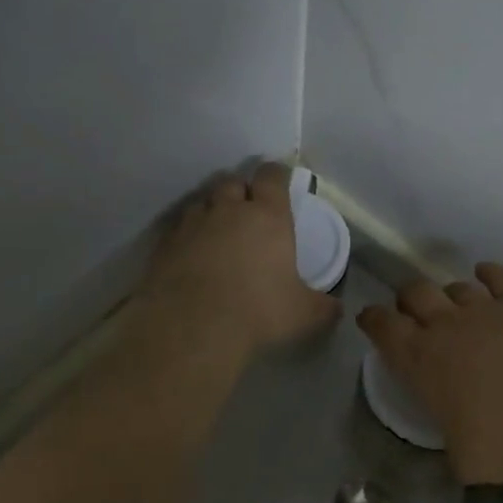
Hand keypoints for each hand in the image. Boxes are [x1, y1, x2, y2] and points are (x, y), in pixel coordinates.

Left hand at [139, 164, 340, 354]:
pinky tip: (191, 255)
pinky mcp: (165, 243)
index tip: (279, 182)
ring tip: (217, 232)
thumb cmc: (258, 311)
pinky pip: (178, 228)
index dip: (276, 175)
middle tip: (247, 211)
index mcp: (267, 216)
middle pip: (233, 182)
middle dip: (241, 191)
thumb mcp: (302, 314)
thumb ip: (322, 307)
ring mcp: (193, 223)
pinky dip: (187, 235)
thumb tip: (337, 309)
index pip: (272, 176)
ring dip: (212, 211)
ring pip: (203, 202)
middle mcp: (228, 210)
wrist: (192, 327)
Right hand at [357, 264, 502, 484]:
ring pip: (455, 286)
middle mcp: (445, 325)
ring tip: (455, 306)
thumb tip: (460, 448)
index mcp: (420, 360)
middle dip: (408, 299)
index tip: (370, 319)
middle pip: (414, 293)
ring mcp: (484, 308)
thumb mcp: (464, 459)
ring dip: (449, 294)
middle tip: (412, 312)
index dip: (373, 319)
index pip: (382, 326)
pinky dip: (488, 273)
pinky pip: (497, 276)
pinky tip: (486, 274)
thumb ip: (454, 444)